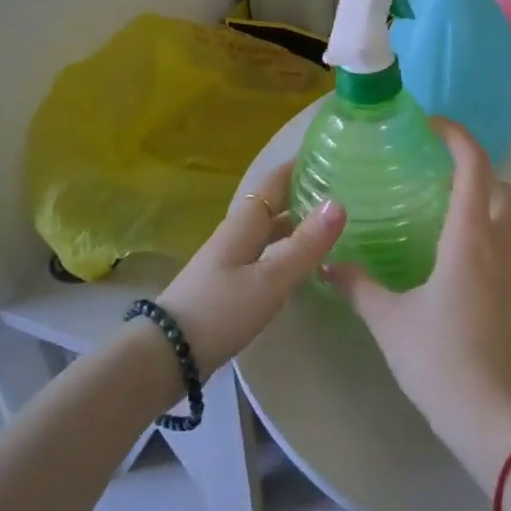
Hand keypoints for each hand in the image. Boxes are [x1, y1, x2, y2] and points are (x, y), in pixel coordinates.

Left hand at [156, 163, 344, 370]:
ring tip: (334, 226)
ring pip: (270, 231)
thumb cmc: (220, 310)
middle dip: (304, 194)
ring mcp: (231, 260)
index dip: (299, 165)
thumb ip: (305, 244)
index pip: (275, 180)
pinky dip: (288, 251)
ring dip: (298, 224)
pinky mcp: (229, 285)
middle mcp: (237, 234)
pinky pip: (266, 255)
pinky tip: (307, 266)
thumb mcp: (270, 279)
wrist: (166, 357)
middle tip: (344, 192)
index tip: (330, 154)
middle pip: (274, 205)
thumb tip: (338, 203)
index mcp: (245, 222)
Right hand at [323, 119, 510, 485]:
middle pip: (499, 184)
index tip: (430, 126)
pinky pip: (509, 241)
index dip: (456, 135)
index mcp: (470, 235)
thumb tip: (329, 265)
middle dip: (472, 169)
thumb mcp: (390, 320)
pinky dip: (489, 229)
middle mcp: (499, 241)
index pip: (473, 165)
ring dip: (484, 200)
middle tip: (432, 176)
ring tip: (443, 212)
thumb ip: (359, 286)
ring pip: (509, 213)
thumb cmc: (440, 358)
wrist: (495, 415)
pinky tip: (455, 255)